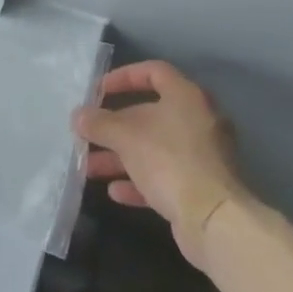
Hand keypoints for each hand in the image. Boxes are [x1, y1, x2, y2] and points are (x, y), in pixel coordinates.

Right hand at [75, 60, 252, 270]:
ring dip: (120, 156)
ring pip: (154, 148)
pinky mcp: (200, 187)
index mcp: (186, 97)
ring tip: (89, 167)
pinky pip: (164, 176)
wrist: (214, 220)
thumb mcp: (126, 136)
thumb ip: (99, 123)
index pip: (154, 72)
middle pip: (150, 114)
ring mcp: (201, 156)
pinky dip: (139, 181)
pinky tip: (115, 192)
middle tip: (88, 133)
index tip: (98, 91)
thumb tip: (78, 116)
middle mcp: (198, 121)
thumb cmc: (169, 161)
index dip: (123, 77)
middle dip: (114, 126)